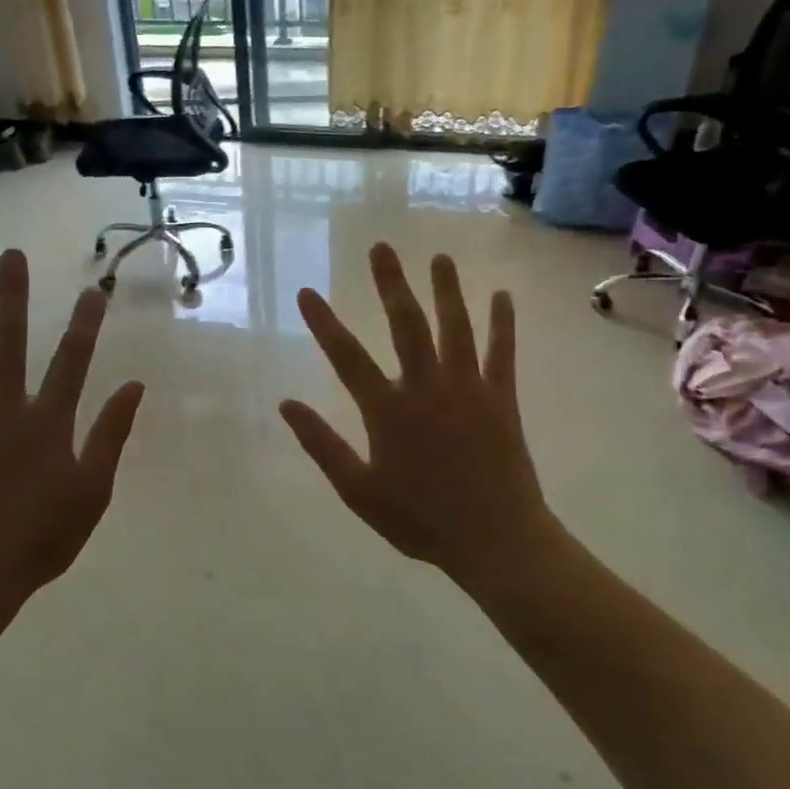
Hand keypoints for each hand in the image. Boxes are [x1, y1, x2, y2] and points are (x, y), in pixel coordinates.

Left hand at [0, 249, 144, 618]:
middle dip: (11, 295)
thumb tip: (133, 386)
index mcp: (46, 420)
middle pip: (9, 340)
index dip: (84, 322)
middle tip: (10, 255)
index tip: (92, 289)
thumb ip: (111, 434)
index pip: (72, 359)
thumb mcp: (92, 490)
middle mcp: (2, 406)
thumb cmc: (40, 537)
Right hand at [280, 244, 558, 597]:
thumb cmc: (421, 519)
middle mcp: (426, 387)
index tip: (307, 292)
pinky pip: (502, 352)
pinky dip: (502, 323)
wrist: (495, 540)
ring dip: (446, 289)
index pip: (346, 357)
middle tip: (381, 248)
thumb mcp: (359, 491)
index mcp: (387, 410)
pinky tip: (502, 295)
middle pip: (405, 324)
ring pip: (454, 327)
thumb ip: (322, 445)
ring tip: (439, 257)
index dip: (323, 323)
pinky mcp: (501, 398)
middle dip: (390, 284)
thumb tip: (286, 404)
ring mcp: (468, 388)